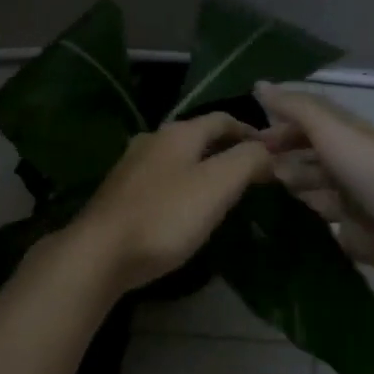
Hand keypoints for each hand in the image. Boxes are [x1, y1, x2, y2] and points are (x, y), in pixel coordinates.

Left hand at [69, 114, 275, 292]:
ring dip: (204, 170)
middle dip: (227, 151)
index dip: (251, 132)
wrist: (101, 254)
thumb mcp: (218, 185)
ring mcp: (131, 167)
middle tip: (252, 174)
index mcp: (178, 133)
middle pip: (198, 137)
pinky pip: (161, 182)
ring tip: (224, 193)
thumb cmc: (166, 216)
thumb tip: (268, 150)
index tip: (273, 153)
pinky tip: (186, 210)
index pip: (223, 119)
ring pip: (178, 160)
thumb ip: (248, 160)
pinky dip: (182, 188)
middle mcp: (152, 140)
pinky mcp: (120, 195)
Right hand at [256, 83, 373, 282]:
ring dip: (288, 188)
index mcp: (347, 135)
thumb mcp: (332, 130)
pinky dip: (301, 218)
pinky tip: (275, 221)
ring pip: (311, 188)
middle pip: (307, 157)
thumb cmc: (373, 170)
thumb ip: (296, 108)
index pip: (307, 124)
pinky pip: (319, 222)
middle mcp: (347, 164)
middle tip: (247, 171)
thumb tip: (259, 85)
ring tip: (256, 194)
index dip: (279, 128)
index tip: (246, 141)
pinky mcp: (350, 233)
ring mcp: (350, 200)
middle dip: (279, 159)